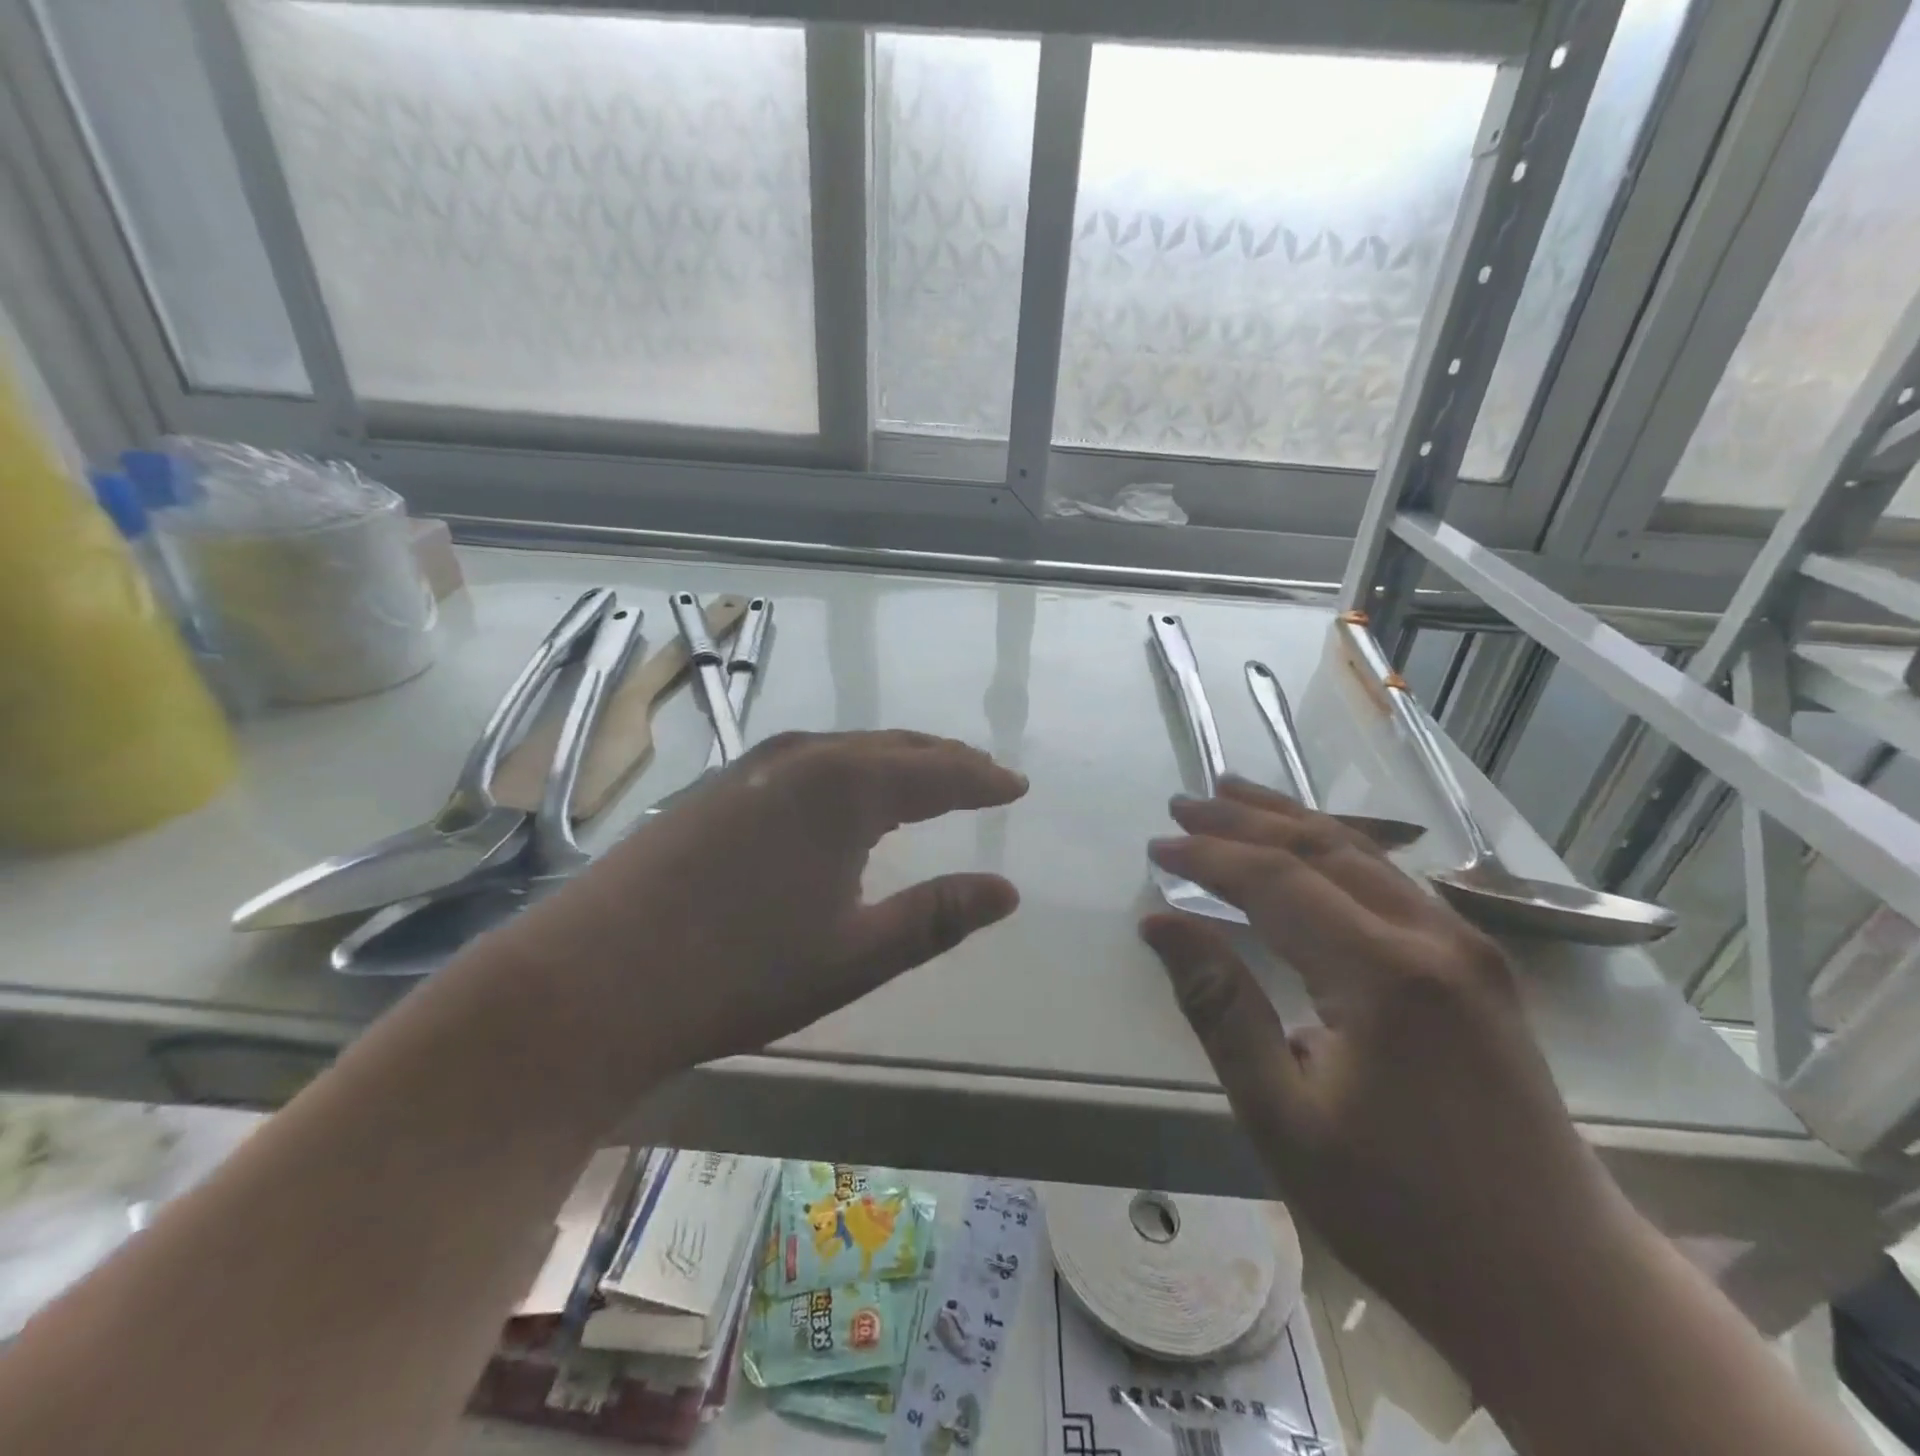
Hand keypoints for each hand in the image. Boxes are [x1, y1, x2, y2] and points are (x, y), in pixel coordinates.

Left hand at [495, 730, 1025, 1094]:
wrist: (590, 981)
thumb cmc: (739, 972)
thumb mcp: (856, 954)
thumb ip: (936, 916)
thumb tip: (1008, 891)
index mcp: (846, 787)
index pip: (939, 773)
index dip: (983, 780)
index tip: (1017, 784)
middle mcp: (803, 757)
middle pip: (895, 747)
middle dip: (946, 761)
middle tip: (984, 776)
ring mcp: (753, 766)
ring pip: (849, 749)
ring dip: (897, 760)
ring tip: (929, 777)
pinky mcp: (718, 785)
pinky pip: (810, 761)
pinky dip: (850, 769)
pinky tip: (847, 794)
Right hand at [1141, 777, 1633, 1356]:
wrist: (1559, 1286)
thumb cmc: (1402, 1209)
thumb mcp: (1283, 1117)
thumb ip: (1220, 1007)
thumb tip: (1160, 925)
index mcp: (1384, 974)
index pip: (1276, 881)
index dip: (1209, 857)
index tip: (1156, 847)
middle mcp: (1433, 938)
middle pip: (1321, 848)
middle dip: (1244, 820)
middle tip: (1183, 804)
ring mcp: (1467, 948)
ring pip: (1362, 855)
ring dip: (1290, 822)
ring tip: (1234, 795)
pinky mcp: (1480, 968)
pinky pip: (1391, 882)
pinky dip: (1334, 852)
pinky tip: (1310, 850)